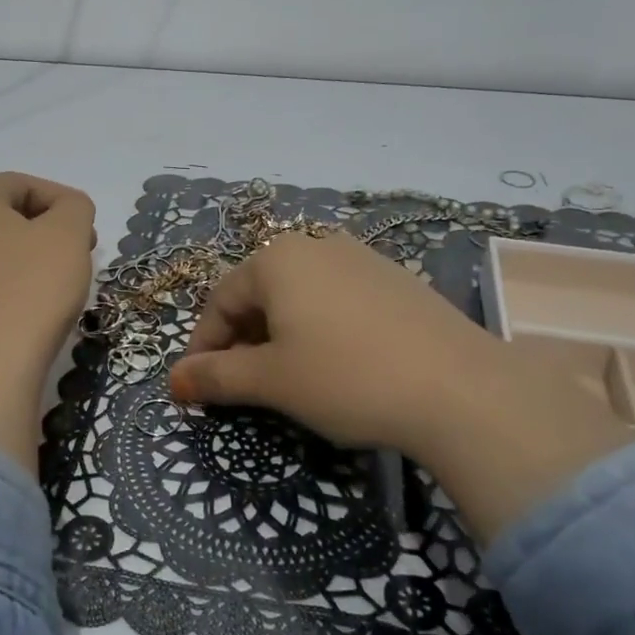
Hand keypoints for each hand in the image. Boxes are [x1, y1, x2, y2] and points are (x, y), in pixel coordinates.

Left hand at [0, 173, 96, 470]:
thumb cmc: (32, 287)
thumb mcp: (69, 233)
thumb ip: (75, 206)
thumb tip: (66, 212)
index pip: (21, 184)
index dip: (62, 199)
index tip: (89, 227)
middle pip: (7, 216)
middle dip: (49, 228)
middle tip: (82, 250)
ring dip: (34, 256)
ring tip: (63, 279)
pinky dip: (15, 282)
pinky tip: (37, 305)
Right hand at [167, 233, 634, 540]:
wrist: (461, 389)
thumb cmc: (346, 378)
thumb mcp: (271, 381)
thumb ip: (215, 377)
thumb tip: (174, 382)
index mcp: (277, 258)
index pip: (219, 301)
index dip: (203, 347)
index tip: (197, 389)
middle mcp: (316, 245)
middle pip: (258, 294)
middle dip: (241, 341)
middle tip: (241, 387)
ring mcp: (361, 258)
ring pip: (298, 297)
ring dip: (279, 336)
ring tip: (286, 378)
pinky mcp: (396, 279)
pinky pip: (337, 300)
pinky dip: (319, 329)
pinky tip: (335, 364)